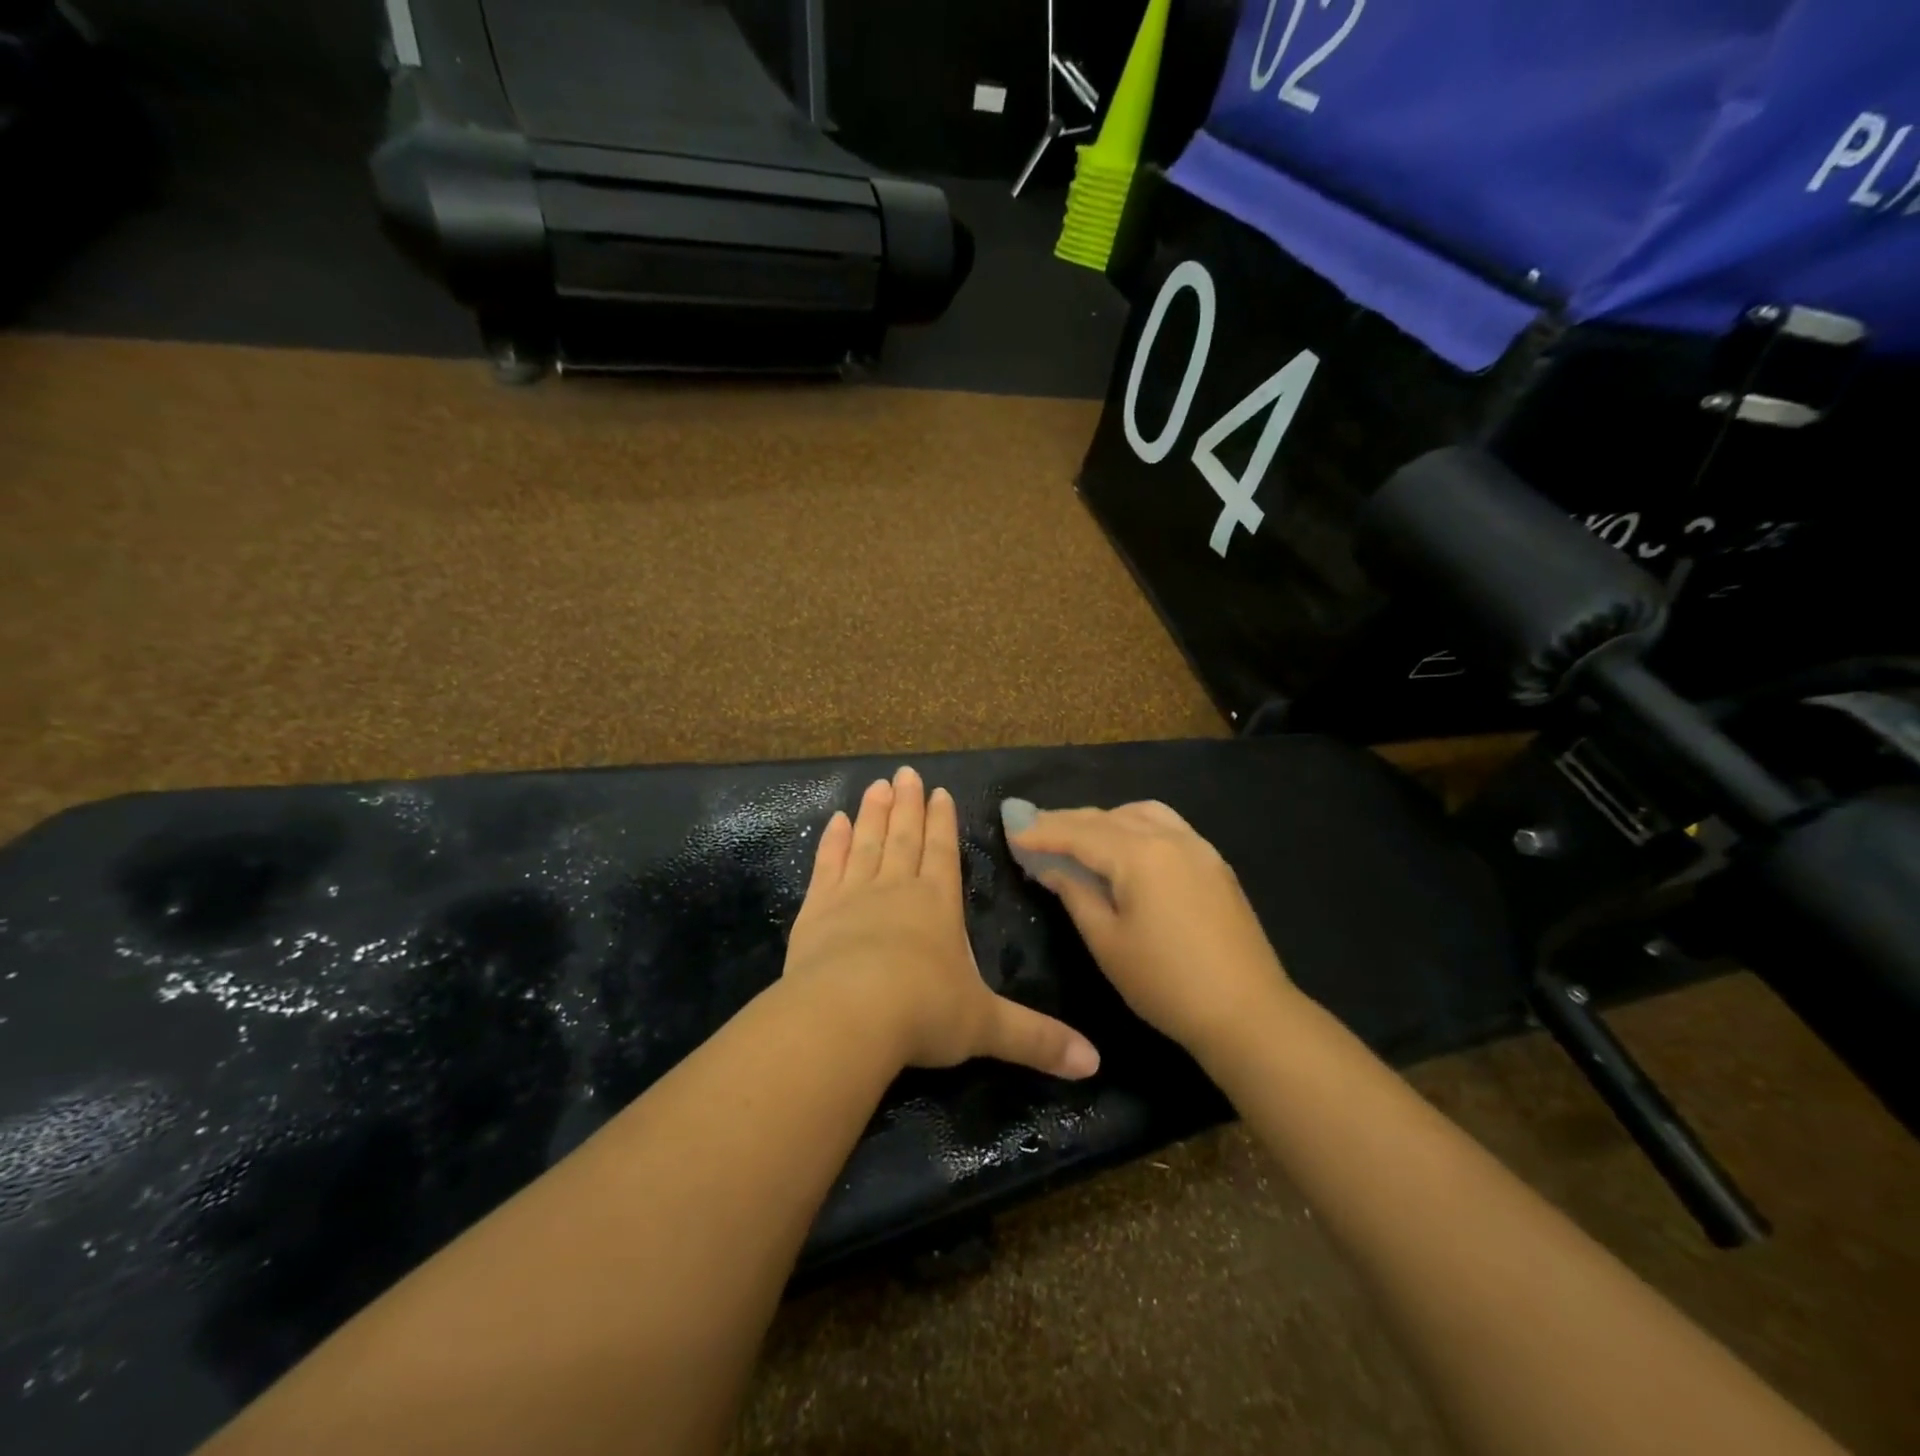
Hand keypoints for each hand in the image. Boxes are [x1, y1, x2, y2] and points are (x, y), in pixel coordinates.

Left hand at [784, 766, 1100, 1079]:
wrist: (848, 1016)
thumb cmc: (923, 1013)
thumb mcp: (987, 1027)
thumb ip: (1037, 1039)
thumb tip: (1095, 1064)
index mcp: (938, 905)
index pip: (943, 852)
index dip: (942, 822)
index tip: (939, 792)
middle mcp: (897, 889)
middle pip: (904, 838)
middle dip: (908, 805)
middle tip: (905, 773)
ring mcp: (852, 896)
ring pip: (867, 843)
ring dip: (873, 814)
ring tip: (877, 786)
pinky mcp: (816, 912)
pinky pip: (826, 867)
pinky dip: (832, 844)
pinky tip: (834, 822)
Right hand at [1009, 801, 1293, 1055]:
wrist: (1247, 1012)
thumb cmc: (1166, 982)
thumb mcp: (1107, 942)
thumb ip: (1076, 894)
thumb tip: (1052, 868)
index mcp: (1140, 855)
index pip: (1080, 833)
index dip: (1043, 831)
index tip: (1012, 830)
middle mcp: (1170, 837)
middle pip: (1108, 818)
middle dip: (1068, 821)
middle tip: (1034, 829)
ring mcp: (1198, 847)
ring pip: (1141, 814)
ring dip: (1105, 819)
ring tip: (1079, 836)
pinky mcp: (1214, 863)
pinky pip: (1167, 826)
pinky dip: (1136, 826)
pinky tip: (1126, 847)